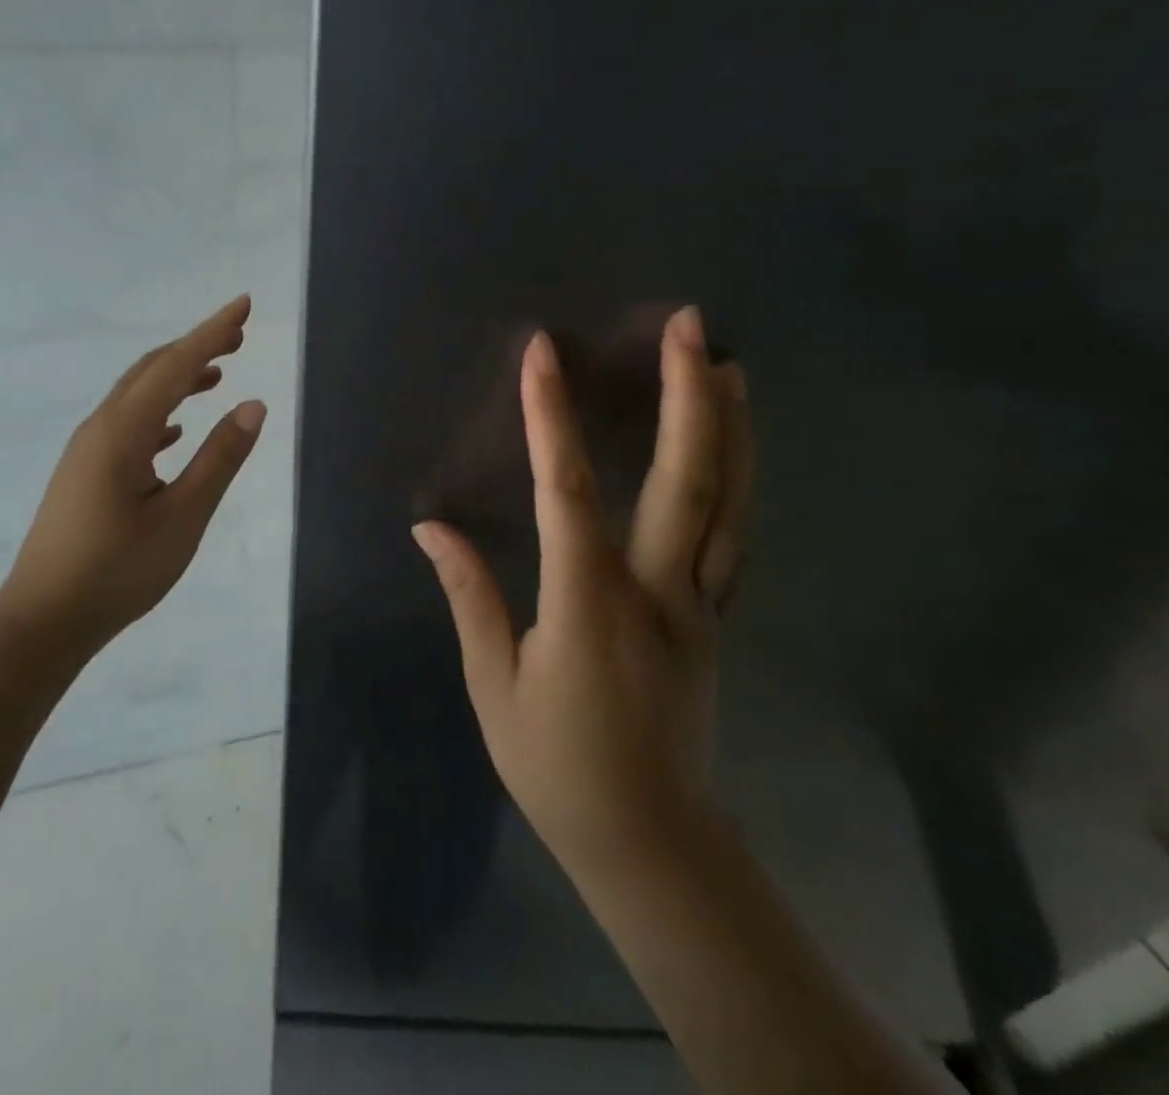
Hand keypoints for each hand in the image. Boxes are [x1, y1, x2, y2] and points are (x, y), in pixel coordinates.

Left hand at [2, 295, 267, 647]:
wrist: (44, 619)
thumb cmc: (118, 571)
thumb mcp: (183, 517)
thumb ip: (219, 459)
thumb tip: (254, 405)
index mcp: (123, 431)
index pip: (176, 365)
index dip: (213, 332)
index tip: (244, 305)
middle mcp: (101, 427)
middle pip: (152, 370)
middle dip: (195, 347)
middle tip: (238, 335)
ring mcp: (88, 449)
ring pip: (137, 395)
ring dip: (177, 377)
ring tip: (217, 374)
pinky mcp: (84, 471)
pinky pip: (128, 423)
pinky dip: (159, 411)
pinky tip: (176, 431)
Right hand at [411, 306, 750, 884]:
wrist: (652, 841)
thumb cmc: (557, 765)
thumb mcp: (494, 685)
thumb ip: (468, 596)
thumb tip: (430, 526)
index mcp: (588, 606)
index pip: (566, 493)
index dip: (550, 418)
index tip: (543, 354)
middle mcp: (656, 592)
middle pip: (684, 481)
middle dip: (688, 396)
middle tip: (692, 327)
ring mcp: (699, 605)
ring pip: (727, 504)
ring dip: (730, 428)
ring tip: (729, 364)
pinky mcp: (715, 619)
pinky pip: (732, 536)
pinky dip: (738, 481)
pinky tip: (734, 447)